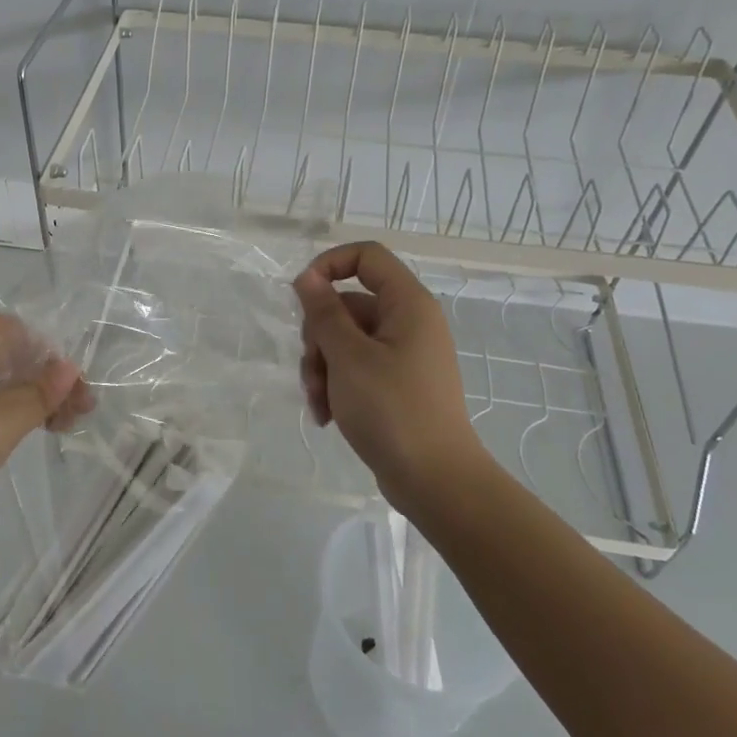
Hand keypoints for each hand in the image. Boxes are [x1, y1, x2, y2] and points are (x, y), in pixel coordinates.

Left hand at [0, 311, 90, 538]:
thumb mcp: (1, 420)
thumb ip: (41, 392)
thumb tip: (68, 367)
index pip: (20, 332)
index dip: (54, 365)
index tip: (76, 402)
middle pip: (0, 352)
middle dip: (38, 384)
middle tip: (65, 421)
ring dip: (13, 399)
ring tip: (37, 431)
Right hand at [294, 242, 492, 510]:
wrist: (435, 480)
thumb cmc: (392, 410)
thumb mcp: (348, 357)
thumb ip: (324, 312)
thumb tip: (308, 277)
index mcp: (408, 304)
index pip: (366, 256)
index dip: (329, 265)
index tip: (302, 295)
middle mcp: (408, 322)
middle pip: (348, 304)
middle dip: (319, 337)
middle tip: (313, 371)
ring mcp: (403, 355)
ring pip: (345, 340)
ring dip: (322, 367)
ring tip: (319, 403)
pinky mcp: (396, 383)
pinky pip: (356, 367)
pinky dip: (337, 385)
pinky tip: (327, 416)